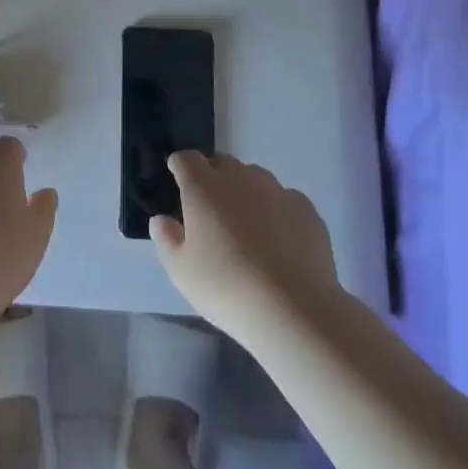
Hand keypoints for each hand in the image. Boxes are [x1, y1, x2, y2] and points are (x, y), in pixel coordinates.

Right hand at [152, 152, 340, 340]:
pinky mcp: (305, 209)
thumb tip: (161, 219)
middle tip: (211, 211)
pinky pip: (284, 199)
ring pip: (255, 178)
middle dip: (213, 177)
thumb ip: (166, 239)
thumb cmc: (226, 288)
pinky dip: (276, 211)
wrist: (294, 309)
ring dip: (245, 192)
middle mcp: (239, 178)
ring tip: (247, 228)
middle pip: (222, 163)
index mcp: (203, 187)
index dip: (179, 167)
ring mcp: (276, 190)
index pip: (186, 159)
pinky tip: (280, 242)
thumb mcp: (181, 271)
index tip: (178, 183)